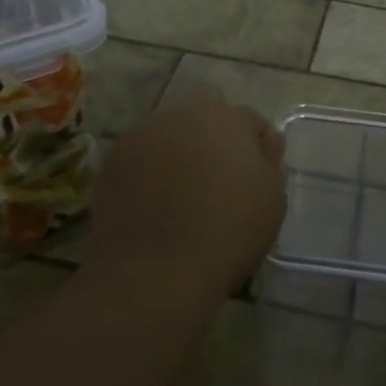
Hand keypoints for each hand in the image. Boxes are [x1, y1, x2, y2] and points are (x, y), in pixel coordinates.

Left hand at [82, 88, 285, 304]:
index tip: (256, 175)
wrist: (155, 272)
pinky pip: (141, 157)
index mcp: (228, 117)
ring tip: (181, 193)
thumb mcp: (272, 200)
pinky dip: (148, 171)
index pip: (250, 120)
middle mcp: (184, 113)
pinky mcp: (113, 160)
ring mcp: (143, 134)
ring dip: (179, 152)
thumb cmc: (228, 233)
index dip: (256, 146)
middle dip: (214, 139)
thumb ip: (270, 161)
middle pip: (206, 118)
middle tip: (218, 181)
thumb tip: (266, 140)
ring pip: (170, 135)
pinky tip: (153, 204)